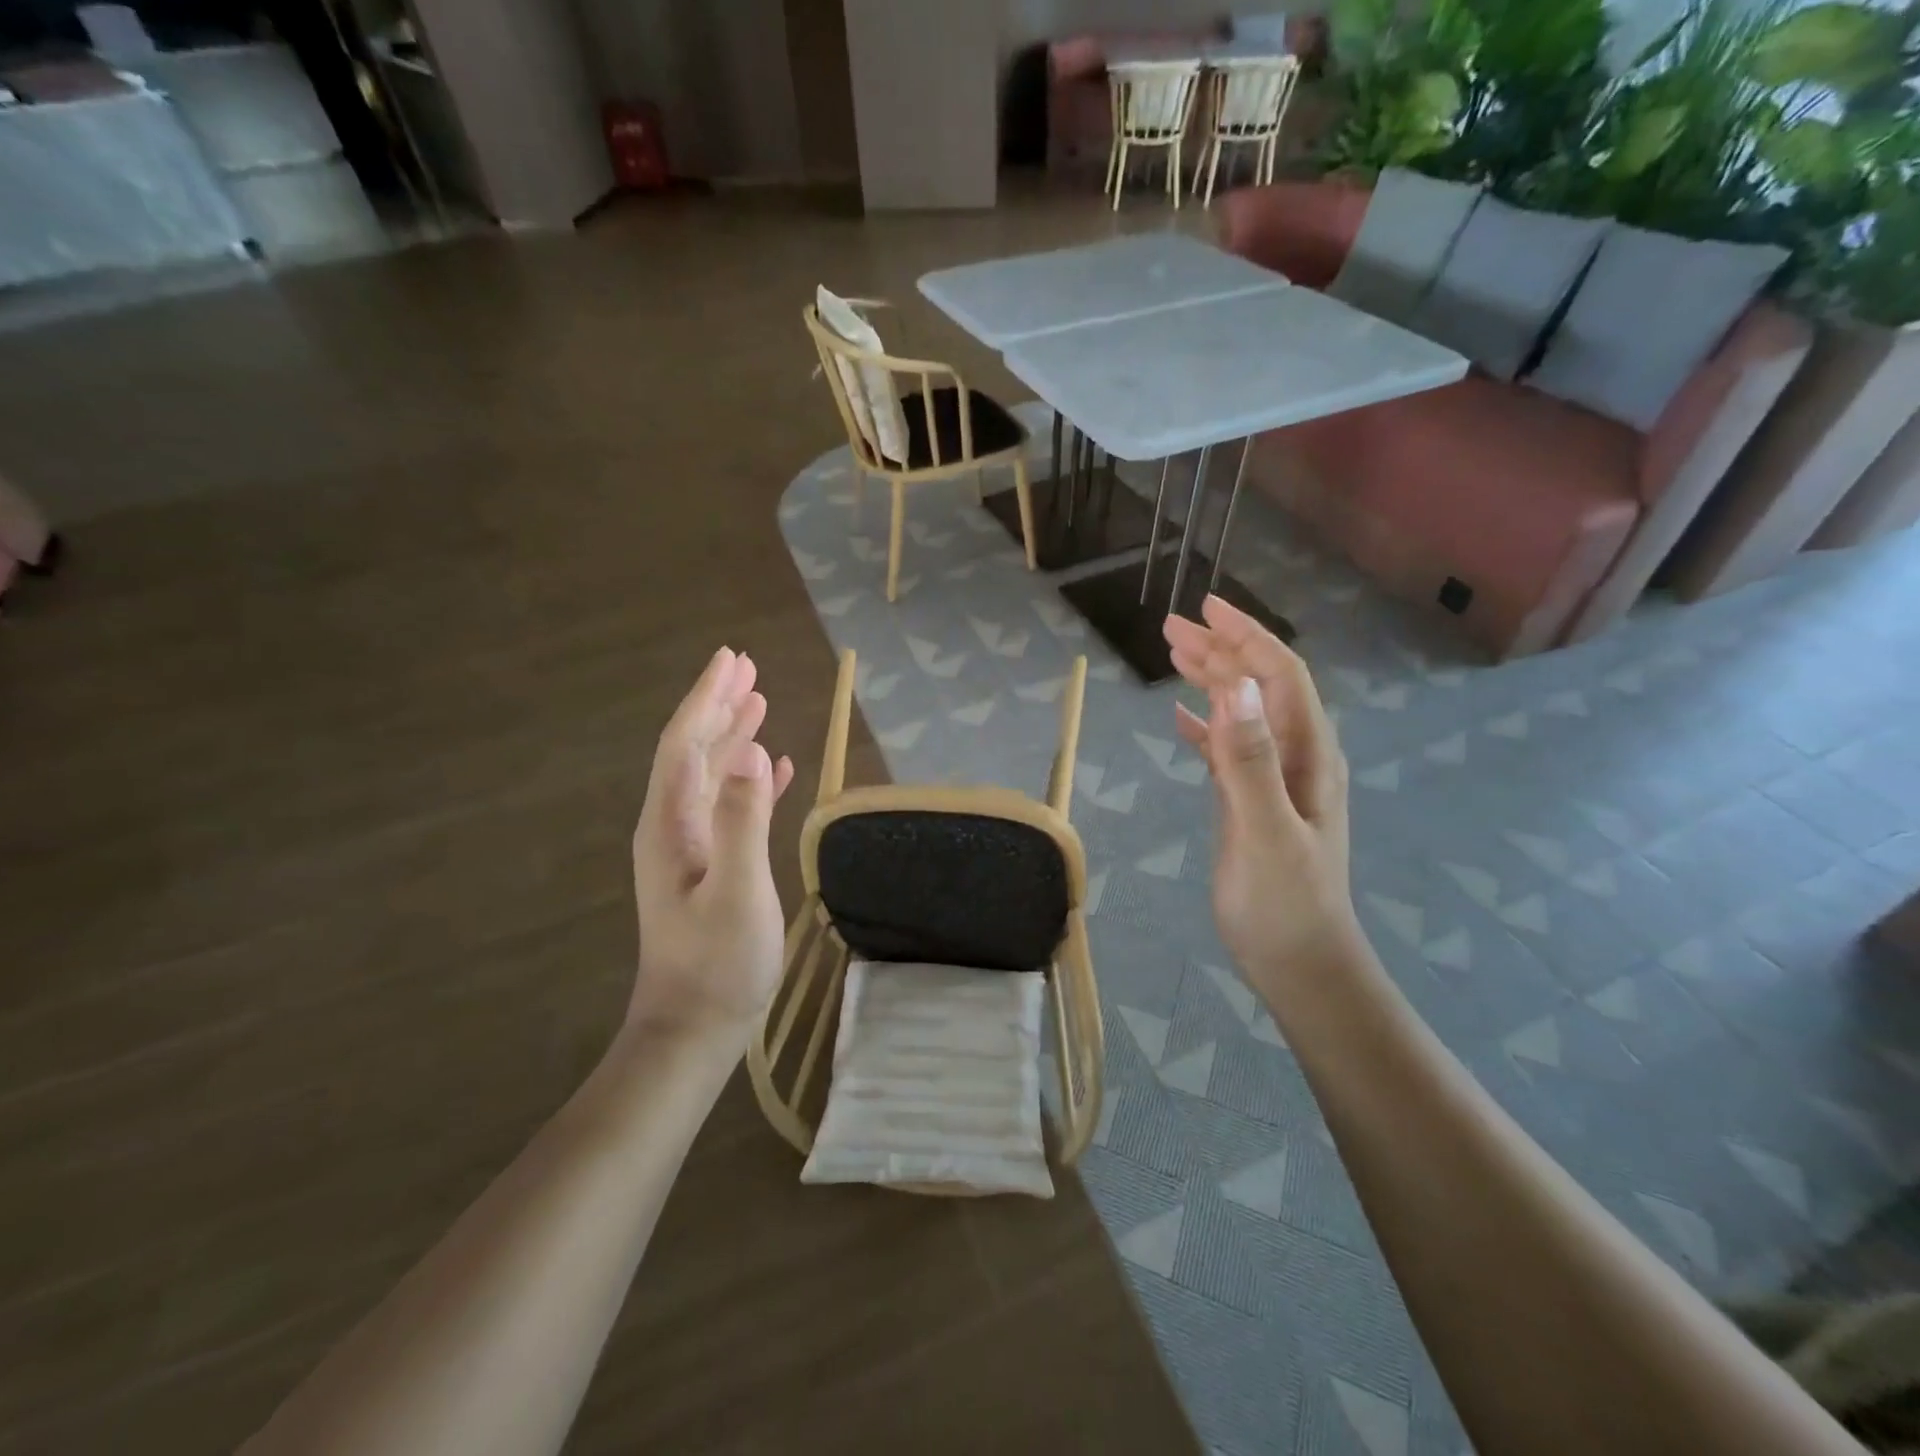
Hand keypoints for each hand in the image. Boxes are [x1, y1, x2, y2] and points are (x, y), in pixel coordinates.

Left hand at [630, 647, 795, 1047]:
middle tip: (746, 668)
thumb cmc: (718, 962)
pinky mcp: (707, 866)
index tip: (731, 660)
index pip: (686, 743)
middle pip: (693, 750)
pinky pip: (727, 805)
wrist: (693, 1028)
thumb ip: (742, 820)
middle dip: (718, 706)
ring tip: (759, 704)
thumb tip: (751, 752)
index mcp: (671, 823)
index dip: (706, 699)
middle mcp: (672, 826)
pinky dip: (748, 780)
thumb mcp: (738, 891)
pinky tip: (772, 769)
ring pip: (710, 775)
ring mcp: (688, 848)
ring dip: (732, 737)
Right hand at [1163, 597, 1355, 997]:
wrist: (1300, 964)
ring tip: (1173, 656)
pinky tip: (1180, 720)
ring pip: (1243, 714)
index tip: (1205, 607)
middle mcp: (1297, 757)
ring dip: (1211, 681)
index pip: (1280, 676)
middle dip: (1220, 651)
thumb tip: (1240, 686)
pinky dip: (1206, 728)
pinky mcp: (1253, 803)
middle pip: (1259, 687)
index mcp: (1308, 753)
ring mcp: (1276, 780)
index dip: (1245, 637)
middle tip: (1171, 627)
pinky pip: (1229, 749)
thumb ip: (1252, 759)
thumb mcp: (1266, 830)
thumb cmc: (1284, 903)